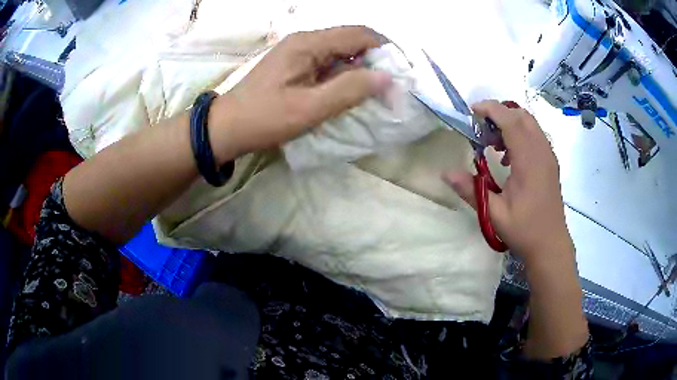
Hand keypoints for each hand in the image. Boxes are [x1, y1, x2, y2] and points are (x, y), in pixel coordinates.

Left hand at [207, 26, 392, 163]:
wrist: (226, 127)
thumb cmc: (264, 118)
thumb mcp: (309, 108)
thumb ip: (349, 90)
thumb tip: (387, 77)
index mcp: (309, 44)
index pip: (360, 34)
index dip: (385, 50)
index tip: (399, 75)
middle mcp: (306, 40)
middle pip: (352, 40)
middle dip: (374, 61)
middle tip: (387, 88)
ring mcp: (299, 51)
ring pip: (342, 51)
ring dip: (359, 69)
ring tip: (371, 94)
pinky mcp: (295, 64)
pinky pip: (329, 62)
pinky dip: (343, 75)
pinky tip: (346, 92)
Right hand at [443, 100, 573, 262]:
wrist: (550, 245)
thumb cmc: (524, 230)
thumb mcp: (494, 214)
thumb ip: (471, 190)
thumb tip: (446, 173)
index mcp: (529, 161)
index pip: (511, 121)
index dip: (491, 109)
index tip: (473, 111)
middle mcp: (542, 152)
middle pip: (522, 116)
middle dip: (500, 113)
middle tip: (481, 128)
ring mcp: (548, 157)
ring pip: (530, 124)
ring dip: (510, 123)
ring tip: (493, 144)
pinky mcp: (550, 163)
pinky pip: (535, 136)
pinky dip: (520, 134)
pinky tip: (509, 157)